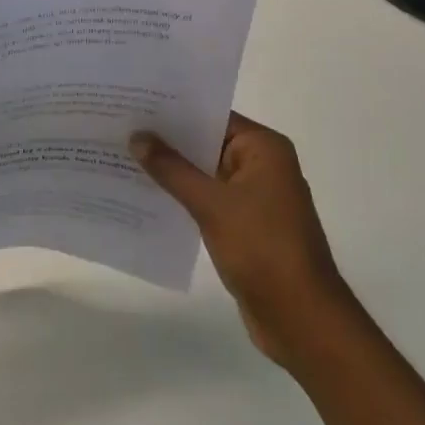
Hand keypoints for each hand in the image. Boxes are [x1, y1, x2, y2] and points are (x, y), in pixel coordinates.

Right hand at [130, 113, 347, 370]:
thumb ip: (172, 169)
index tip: (135, 103)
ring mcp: (255, 197)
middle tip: (121, 127)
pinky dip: (183, 196)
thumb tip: (137, 136)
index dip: (174, 110)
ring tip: (124, 156)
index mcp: (264, 148)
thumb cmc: (263, 249)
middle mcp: (262, 165)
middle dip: (167, 140)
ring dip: (172, 170)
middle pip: (207, 142)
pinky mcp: (246, 225)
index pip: (212, 116)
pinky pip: (208, 199)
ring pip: (205, 172)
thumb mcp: (212, 204)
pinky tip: (147, 194)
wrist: (302, 321)